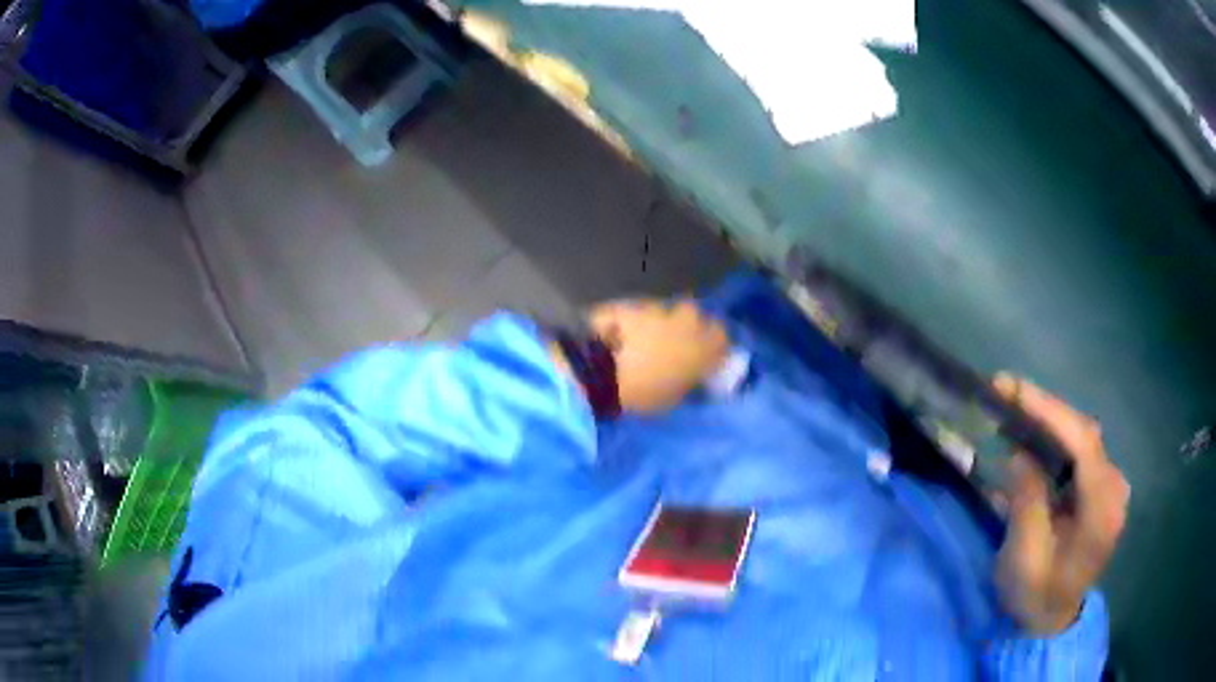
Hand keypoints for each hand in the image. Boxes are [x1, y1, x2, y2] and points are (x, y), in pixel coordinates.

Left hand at [584, 298, 729, 412]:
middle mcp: (685, 321)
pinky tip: (619, 335)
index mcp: (702, 347)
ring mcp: (655, 309)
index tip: (706, 357)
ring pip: (664, 311)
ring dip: (657, 323)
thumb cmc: (640, 395)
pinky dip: (632, 321)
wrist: (596, 371)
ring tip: (641, 342)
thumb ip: (687, 382)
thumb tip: (691, 378)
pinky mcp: (628, 303)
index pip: (722, 337)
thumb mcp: (672, 400)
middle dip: (686, 326)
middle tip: (672, 345)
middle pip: (694, 316)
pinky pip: (637, 311)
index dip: (714, 345)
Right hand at [993, 374, 1129, 634]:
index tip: (1014, 390)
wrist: (1052, 620)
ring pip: (1080, 438)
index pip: (1083, 443)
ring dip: (1048, 421)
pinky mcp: (1101, 486)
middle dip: (1045, 410)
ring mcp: (1110, 485)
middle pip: (1083, 434)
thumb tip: (1021, 454)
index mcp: (1102, 510)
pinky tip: (1032, 435)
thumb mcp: (1024, 561)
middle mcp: (1114, 488)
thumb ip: (1027, 504)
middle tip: (1005, 391)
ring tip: (1013, 407)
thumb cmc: (1036, 597)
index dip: (1050, 412)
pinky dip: (1054, 439)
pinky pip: (1078, 451)